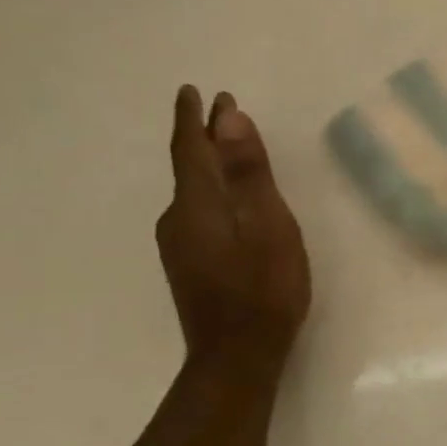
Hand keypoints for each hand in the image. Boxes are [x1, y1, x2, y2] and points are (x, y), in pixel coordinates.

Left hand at [158, 86, 311, 373]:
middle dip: (206, 138)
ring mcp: (179, 245)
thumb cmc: (264, 288)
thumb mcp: (268, 224)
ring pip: (194, 193)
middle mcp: (178, 218)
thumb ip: (249, 173)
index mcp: (197, 203)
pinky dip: (213, 193)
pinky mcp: (189, 265)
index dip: (194, 118)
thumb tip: (230, 118)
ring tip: (231, 151)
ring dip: (210, 166)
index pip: (191, 148)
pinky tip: (230, 202)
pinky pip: (198, 213)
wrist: (237, 355)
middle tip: (225, 114)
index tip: (196, 91)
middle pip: (191, 168)